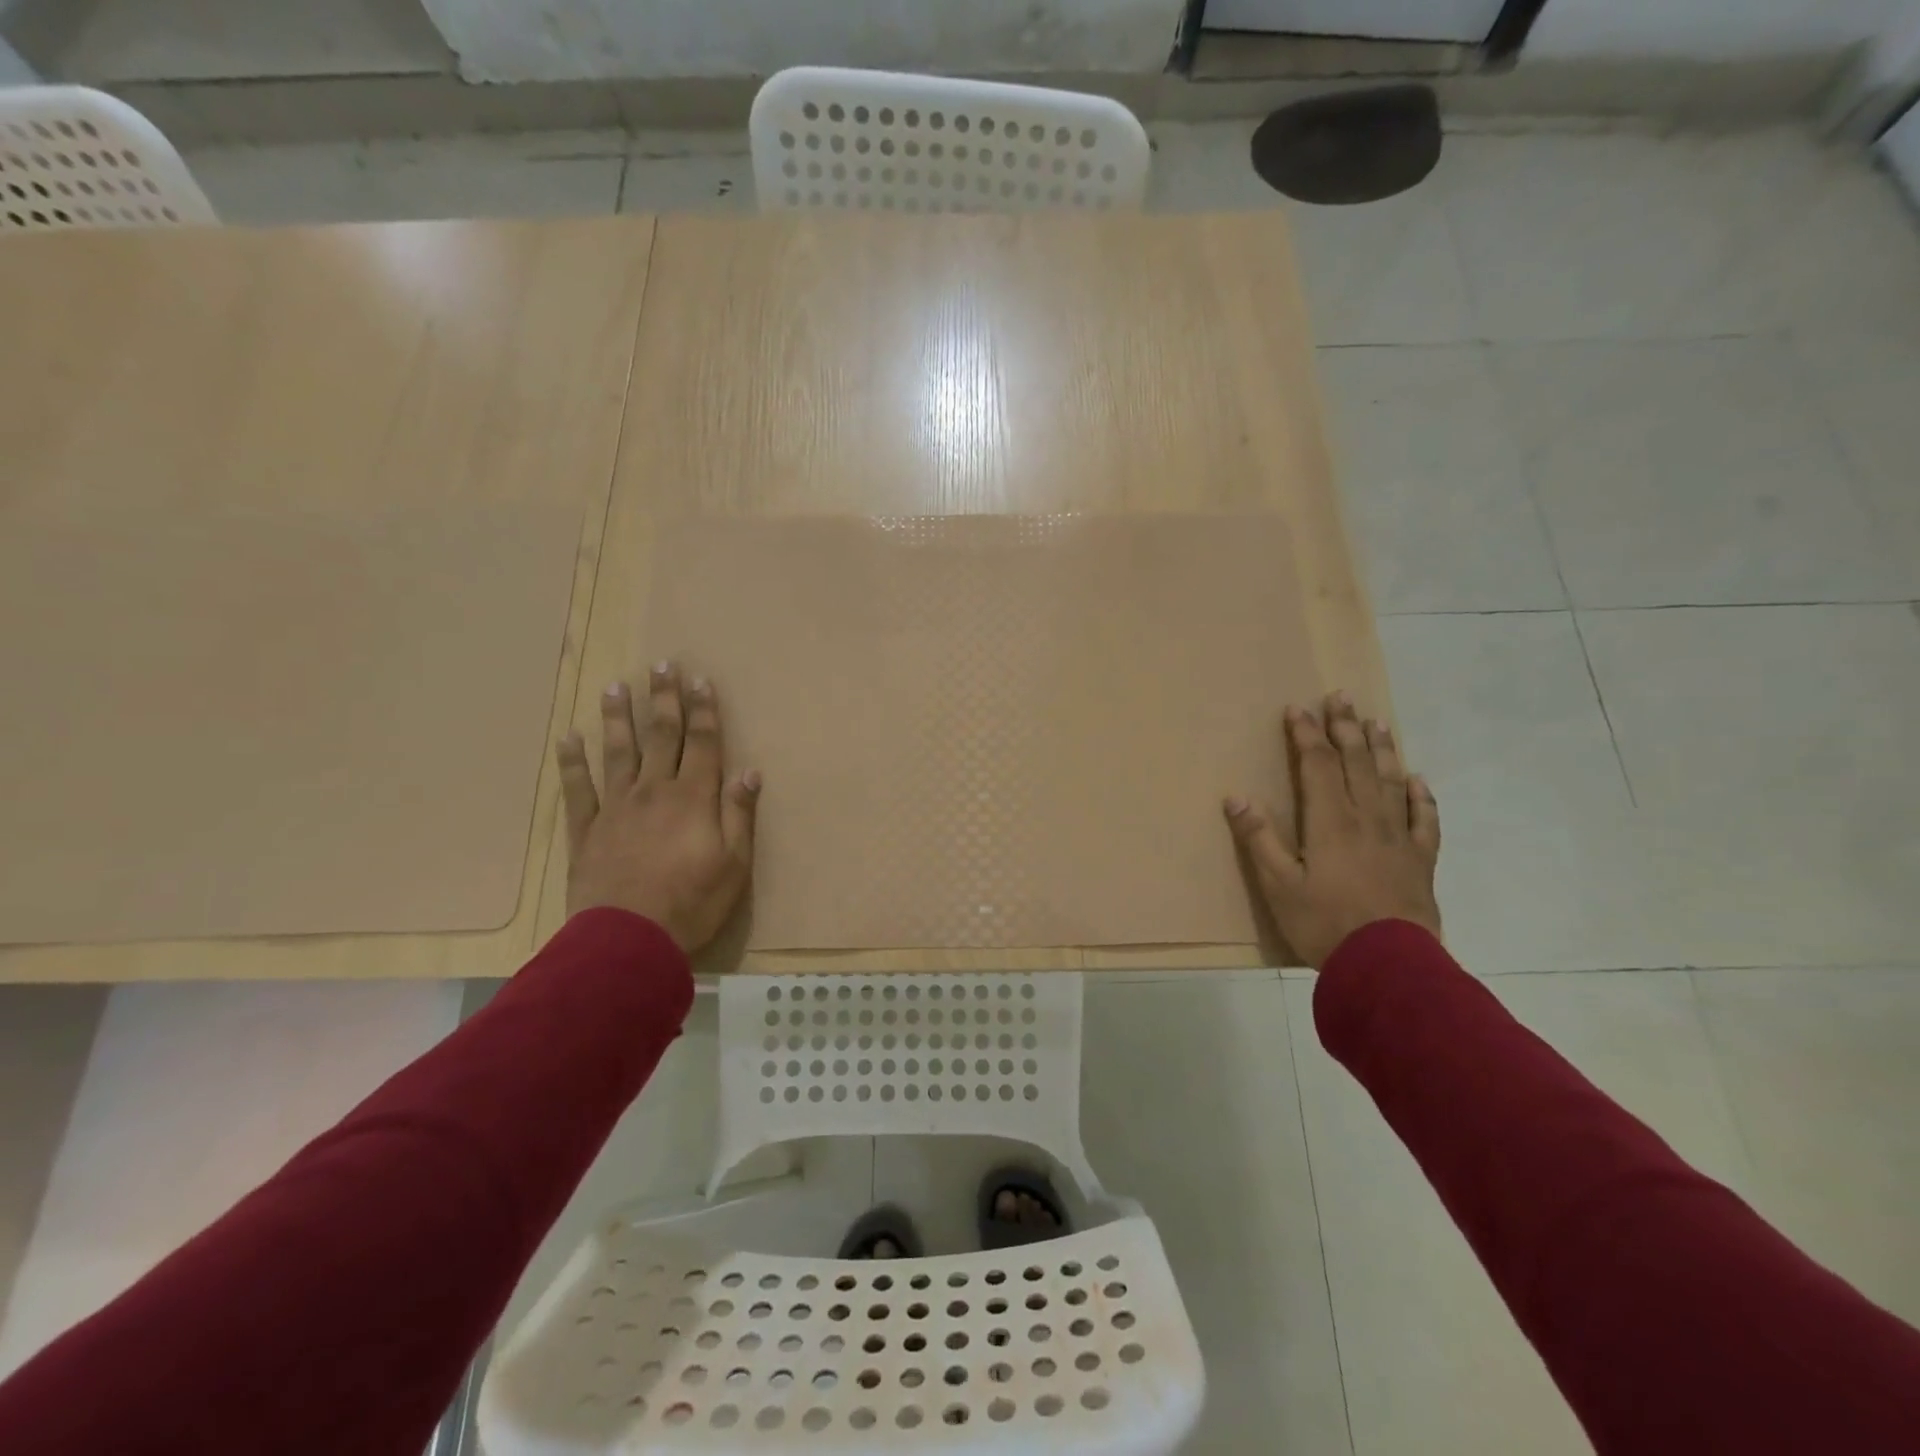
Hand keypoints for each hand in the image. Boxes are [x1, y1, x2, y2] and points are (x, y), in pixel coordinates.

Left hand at [555, 664, 759, 953]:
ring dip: (618, 718)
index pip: (702, 743)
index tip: (700, 680)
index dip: (703, 711)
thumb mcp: (734, 865)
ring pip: (617, 753)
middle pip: (660, 737)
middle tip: (662, 665)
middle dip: (664, 700)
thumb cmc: (692, 903)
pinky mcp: (587, 831)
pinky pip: (577, 789)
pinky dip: (572, 763)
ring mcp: (616, 808)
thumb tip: (750, 772)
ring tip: (615, 687)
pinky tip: (569, 739)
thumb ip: (739, 815)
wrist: (628, 942)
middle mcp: (654, 791)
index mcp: (693, 798)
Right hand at [1224, 690, 1440, 969]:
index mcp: (1330, 822)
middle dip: (1346, 728)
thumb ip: (1258, 839)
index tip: (1297, 709)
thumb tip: (1236, 797)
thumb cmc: (1324, 924)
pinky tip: (1418, 780)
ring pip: (1391, 782)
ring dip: (1383, 750)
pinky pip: (1424, 821)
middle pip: (1356, 764)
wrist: (1389, 966)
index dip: (1306, 735)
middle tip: (1342, 698)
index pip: (1317, 765)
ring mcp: (1398, 839)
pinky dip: (1421, 797)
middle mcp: (1366, 819)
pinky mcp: (1420, 862)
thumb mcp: (1278, 885)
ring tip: (1378, 723)